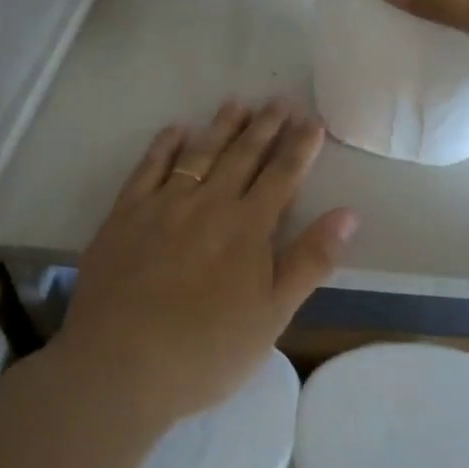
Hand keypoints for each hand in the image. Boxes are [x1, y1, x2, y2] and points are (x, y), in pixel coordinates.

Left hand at [56, 99, 357, 423]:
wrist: (119, 367)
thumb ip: (310, 260)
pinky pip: (148, 168)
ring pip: (200, 153)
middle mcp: (209, 204)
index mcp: (248, 228)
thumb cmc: (206, 351)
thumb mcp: (273, 316)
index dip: (300, 147)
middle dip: (266, 126)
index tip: (312, 121)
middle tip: (280, 100)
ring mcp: (164, 206)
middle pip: (243, 155)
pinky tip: (176, 130)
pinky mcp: (125, 215)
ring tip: (238, 103)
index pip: (282, 176)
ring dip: (222, 127)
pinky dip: (165, 145)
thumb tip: (349, 214)